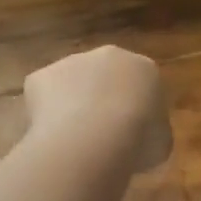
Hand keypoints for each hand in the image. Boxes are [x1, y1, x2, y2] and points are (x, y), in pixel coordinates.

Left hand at [23, 45, 172, 173]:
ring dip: (72, 105)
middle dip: (102, 100)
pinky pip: (43, 97)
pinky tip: (51, 138)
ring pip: (71, 84)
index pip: (141, 85)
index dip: (135, 110)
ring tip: (73, 141)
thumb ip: (153, 134)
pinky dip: (44, 115)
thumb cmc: (138, 140)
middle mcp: (108, 56)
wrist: (92, 138)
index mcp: (144, 68)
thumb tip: (142, 140)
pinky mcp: (40, 76)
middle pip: (104, 77)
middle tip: (100, 134)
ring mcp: (70, 62)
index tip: (131, 134)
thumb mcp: (160, 144)